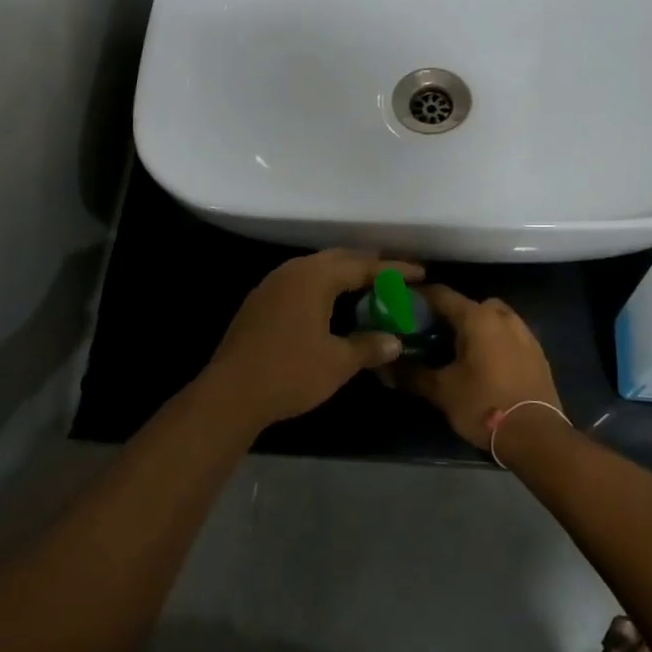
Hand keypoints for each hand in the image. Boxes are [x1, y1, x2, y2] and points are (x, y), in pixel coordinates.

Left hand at [199, 250, 424, 434]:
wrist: (231, 392)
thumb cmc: (290, 373)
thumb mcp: (337, 362)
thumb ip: (369, 346)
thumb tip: (395, 341)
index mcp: (315, 277)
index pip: (363, 265)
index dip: (394, 269)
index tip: (420, 273)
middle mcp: (293, 271)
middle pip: (338, 258)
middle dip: (368, 264)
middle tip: (395, 274)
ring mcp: (272, 284)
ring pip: (316, 268)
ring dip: (343, 273)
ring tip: (367, 284)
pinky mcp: (260, 301)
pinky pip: (300, 282)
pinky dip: (322, 286)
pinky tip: (330, 303)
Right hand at [399, 285, 560, 448]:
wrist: (536, 435)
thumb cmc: (483, 405)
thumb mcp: (441, 391)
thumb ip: (411, 373)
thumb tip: (385, 367)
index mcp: (477, 318)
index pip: (440, 294)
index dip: (418, 297)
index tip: (401, 305)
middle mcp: (502, 316)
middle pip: (468, 305)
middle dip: (448, 315)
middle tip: (430, 334)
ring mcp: (524, 332)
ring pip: (491, 318)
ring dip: (473, 327)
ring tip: (456, 350)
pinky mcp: (537, 352)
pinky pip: (508, 335)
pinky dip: (492, 341)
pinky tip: (483, 364)